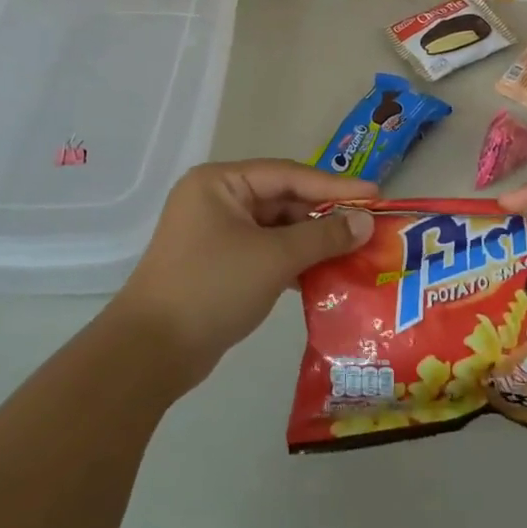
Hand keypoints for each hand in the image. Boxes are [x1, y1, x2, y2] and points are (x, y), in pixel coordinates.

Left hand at [115, 160, 376, 392]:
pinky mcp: (219, 264)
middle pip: (283, 199)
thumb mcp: (274, 258)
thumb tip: (366, 222)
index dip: (334, 185)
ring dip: (312, 241)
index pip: (289, 175)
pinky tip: (324, 274)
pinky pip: (265, 251)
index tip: (375, 194)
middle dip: (325, 216)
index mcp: (221, 183)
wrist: (151, 353)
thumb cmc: (213, 288)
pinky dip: (293, 260)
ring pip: (276, 228)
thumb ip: (324, 236)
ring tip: (355, 250)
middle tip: (368, 226)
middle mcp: (216, 200)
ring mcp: (215, 233)